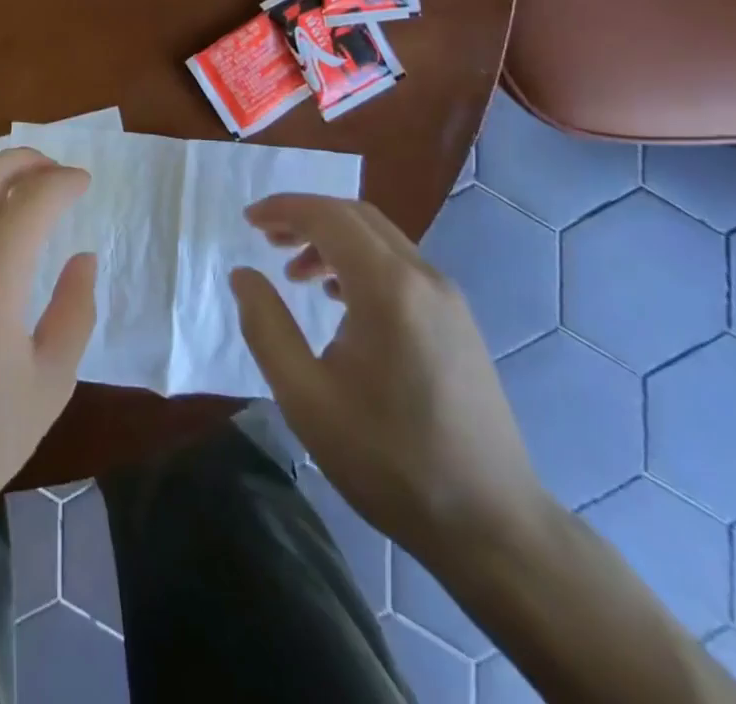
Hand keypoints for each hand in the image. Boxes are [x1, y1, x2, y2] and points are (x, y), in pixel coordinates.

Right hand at [230, 196, 550, 566]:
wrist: (492, 526)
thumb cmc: (388, 460)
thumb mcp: (305, 396)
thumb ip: (265, 326)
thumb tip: (243, 275)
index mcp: (387, 289)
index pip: (328, 217)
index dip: (284, 209)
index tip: (248, 221)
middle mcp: (423, 279)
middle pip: (357, 217)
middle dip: (305, 216)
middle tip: (265, 237)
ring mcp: (448, 299)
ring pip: (381, 239)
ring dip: (332, 239)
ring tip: (294, 272)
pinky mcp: (458, 322)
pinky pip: (401, 266)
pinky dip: (359, 261)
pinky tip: (338, 299)